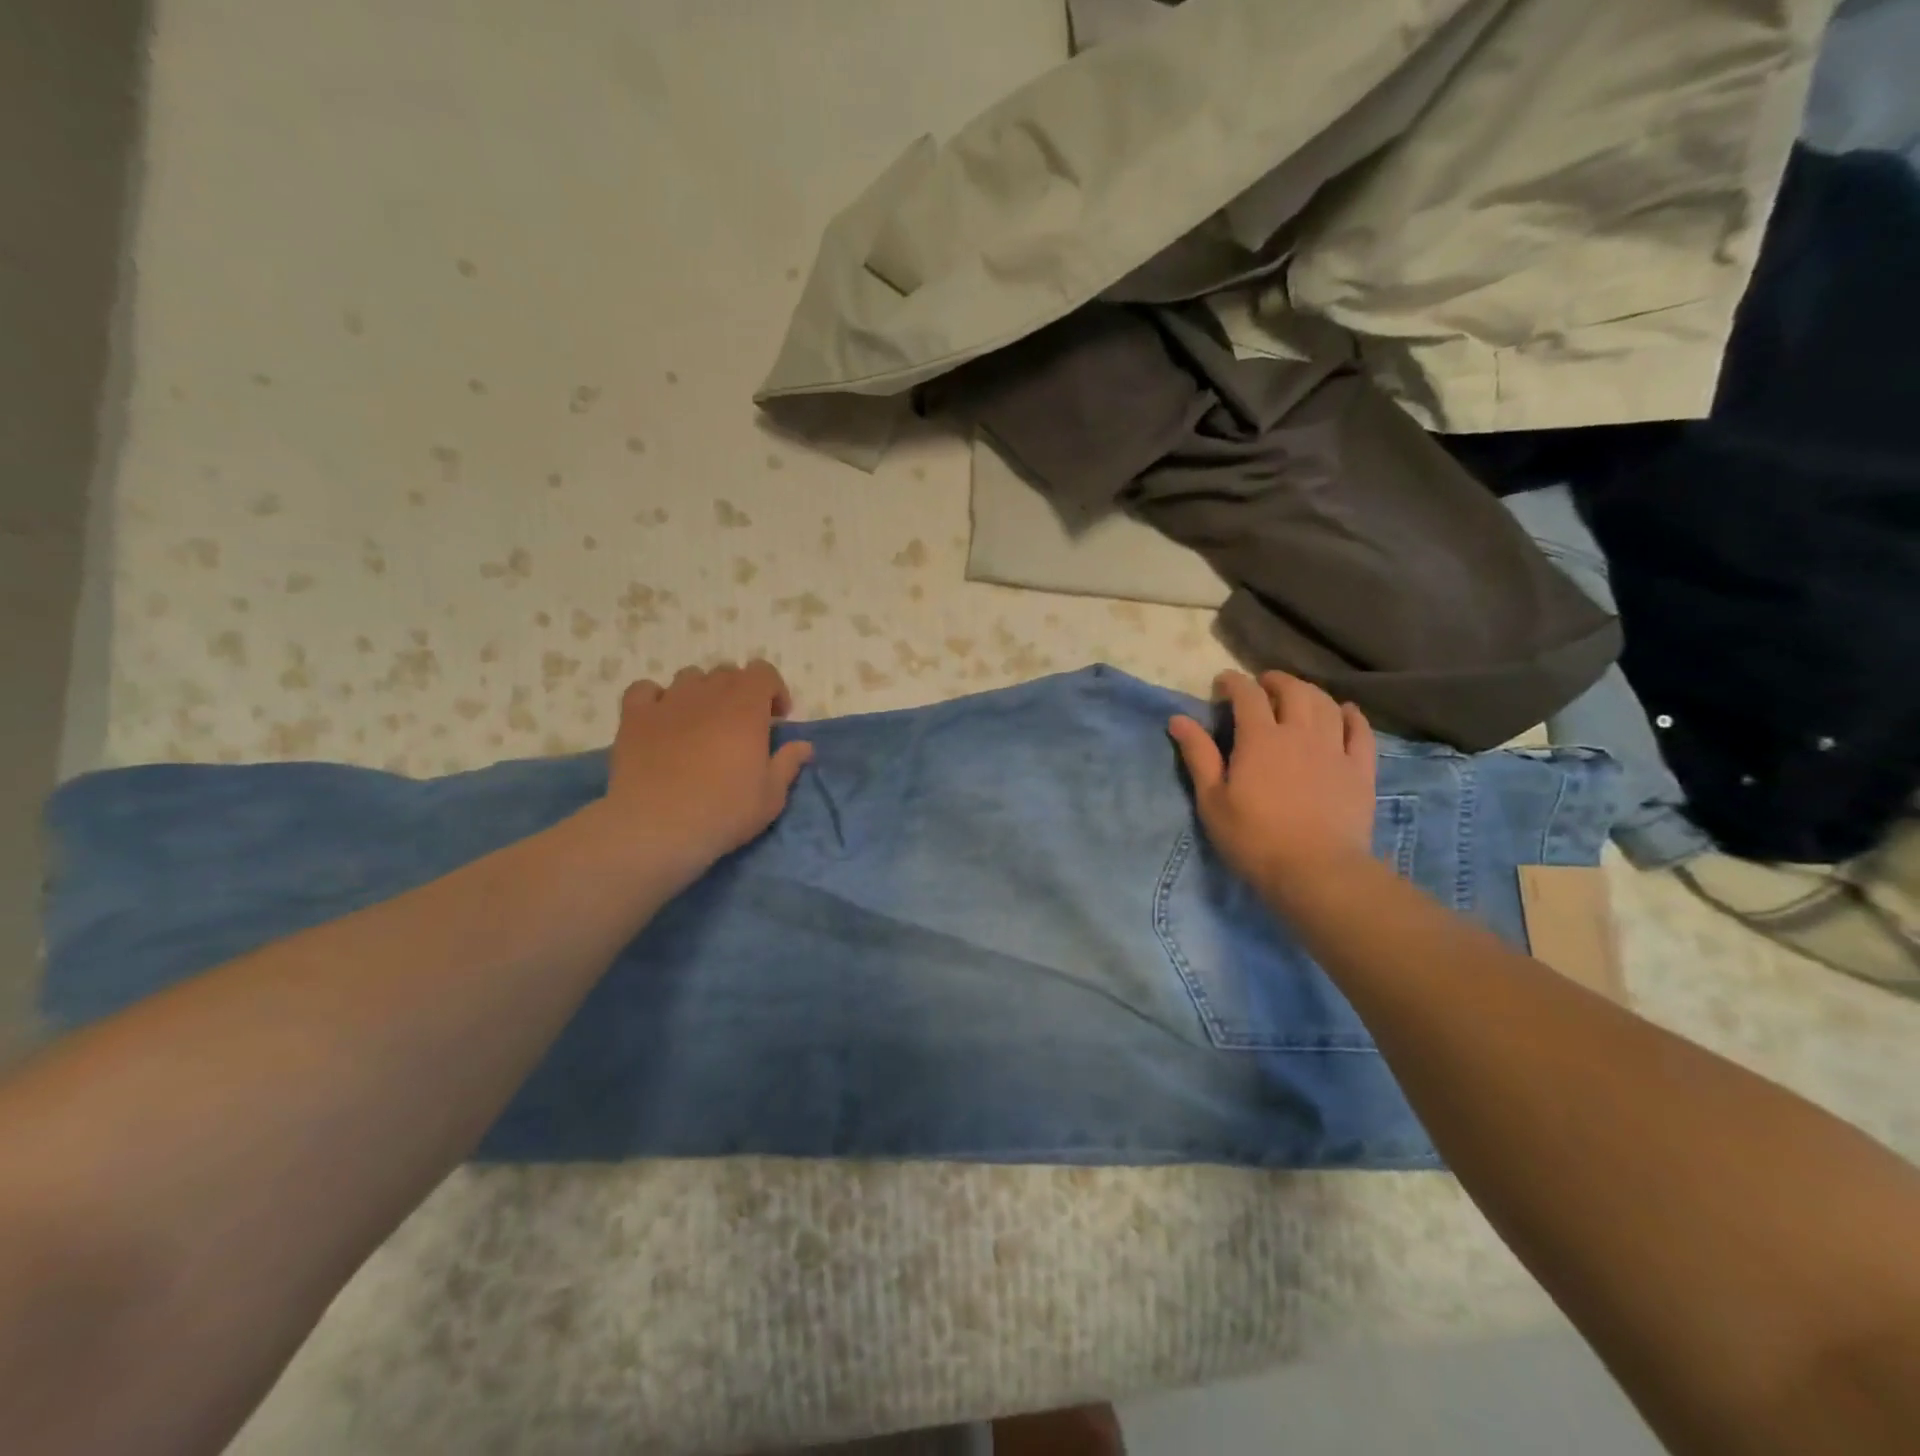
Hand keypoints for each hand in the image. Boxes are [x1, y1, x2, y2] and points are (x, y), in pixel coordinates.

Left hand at [604, 660, 813, 874]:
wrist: (657, 827)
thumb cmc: (723, 812)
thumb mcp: (771, 797)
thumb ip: (788, 764)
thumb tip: (803, 746)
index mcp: (746, 708)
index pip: (763, 672)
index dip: (773, 690)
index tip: (776, 719)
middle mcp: (708, 694)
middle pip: (727, 672)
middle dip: (739, 692)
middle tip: (741, 725)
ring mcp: (668, 702)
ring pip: (689, 677)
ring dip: (702, 692)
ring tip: (702, 722)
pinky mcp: (634, 717)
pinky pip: (645, 690)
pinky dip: (656, 698)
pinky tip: (661, 720)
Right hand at [1168, 670, 1375, 891]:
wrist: (1316, 871)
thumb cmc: (1254, 838)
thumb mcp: (1213, 800)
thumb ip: (1198, 755)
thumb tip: (1178, 718)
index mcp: (1260, 738)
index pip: (1247, 694)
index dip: (1234, 682)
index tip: (1222, 683)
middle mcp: (1300, 733)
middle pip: (1293, 690)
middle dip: (1275, 680)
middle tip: (1262, 685)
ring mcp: (1335, 749)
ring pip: (1327, 704)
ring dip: (1310, 692)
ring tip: (1298, 695)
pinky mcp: (1360, 769)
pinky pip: (1361, 730)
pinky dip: (1351, 715)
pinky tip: (1345, 712)